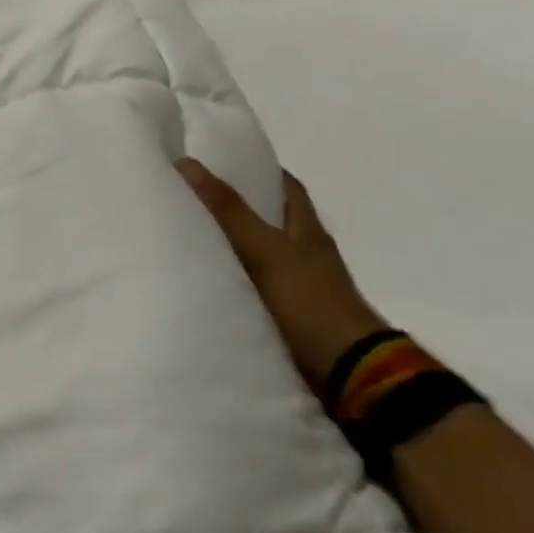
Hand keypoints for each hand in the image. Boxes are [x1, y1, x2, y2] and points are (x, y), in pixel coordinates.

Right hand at [177, 159, 387, 393]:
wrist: (346, 371)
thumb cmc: (308, 300)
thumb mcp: (264, 249)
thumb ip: (227, 210)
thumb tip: (187, 163)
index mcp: (306, 228)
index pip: (284, 185)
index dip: (256, 169)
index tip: (218, 161)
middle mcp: (305, 251)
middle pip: (271, 218)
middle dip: (237, 207)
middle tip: (192, 197)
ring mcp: (299, 285)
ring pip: (261, 253)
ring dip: (232, 245)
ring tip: (188, 234)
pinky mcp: (288, 314)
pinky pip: (253, 285)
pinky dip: (233, 278)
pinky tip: (207, 279)